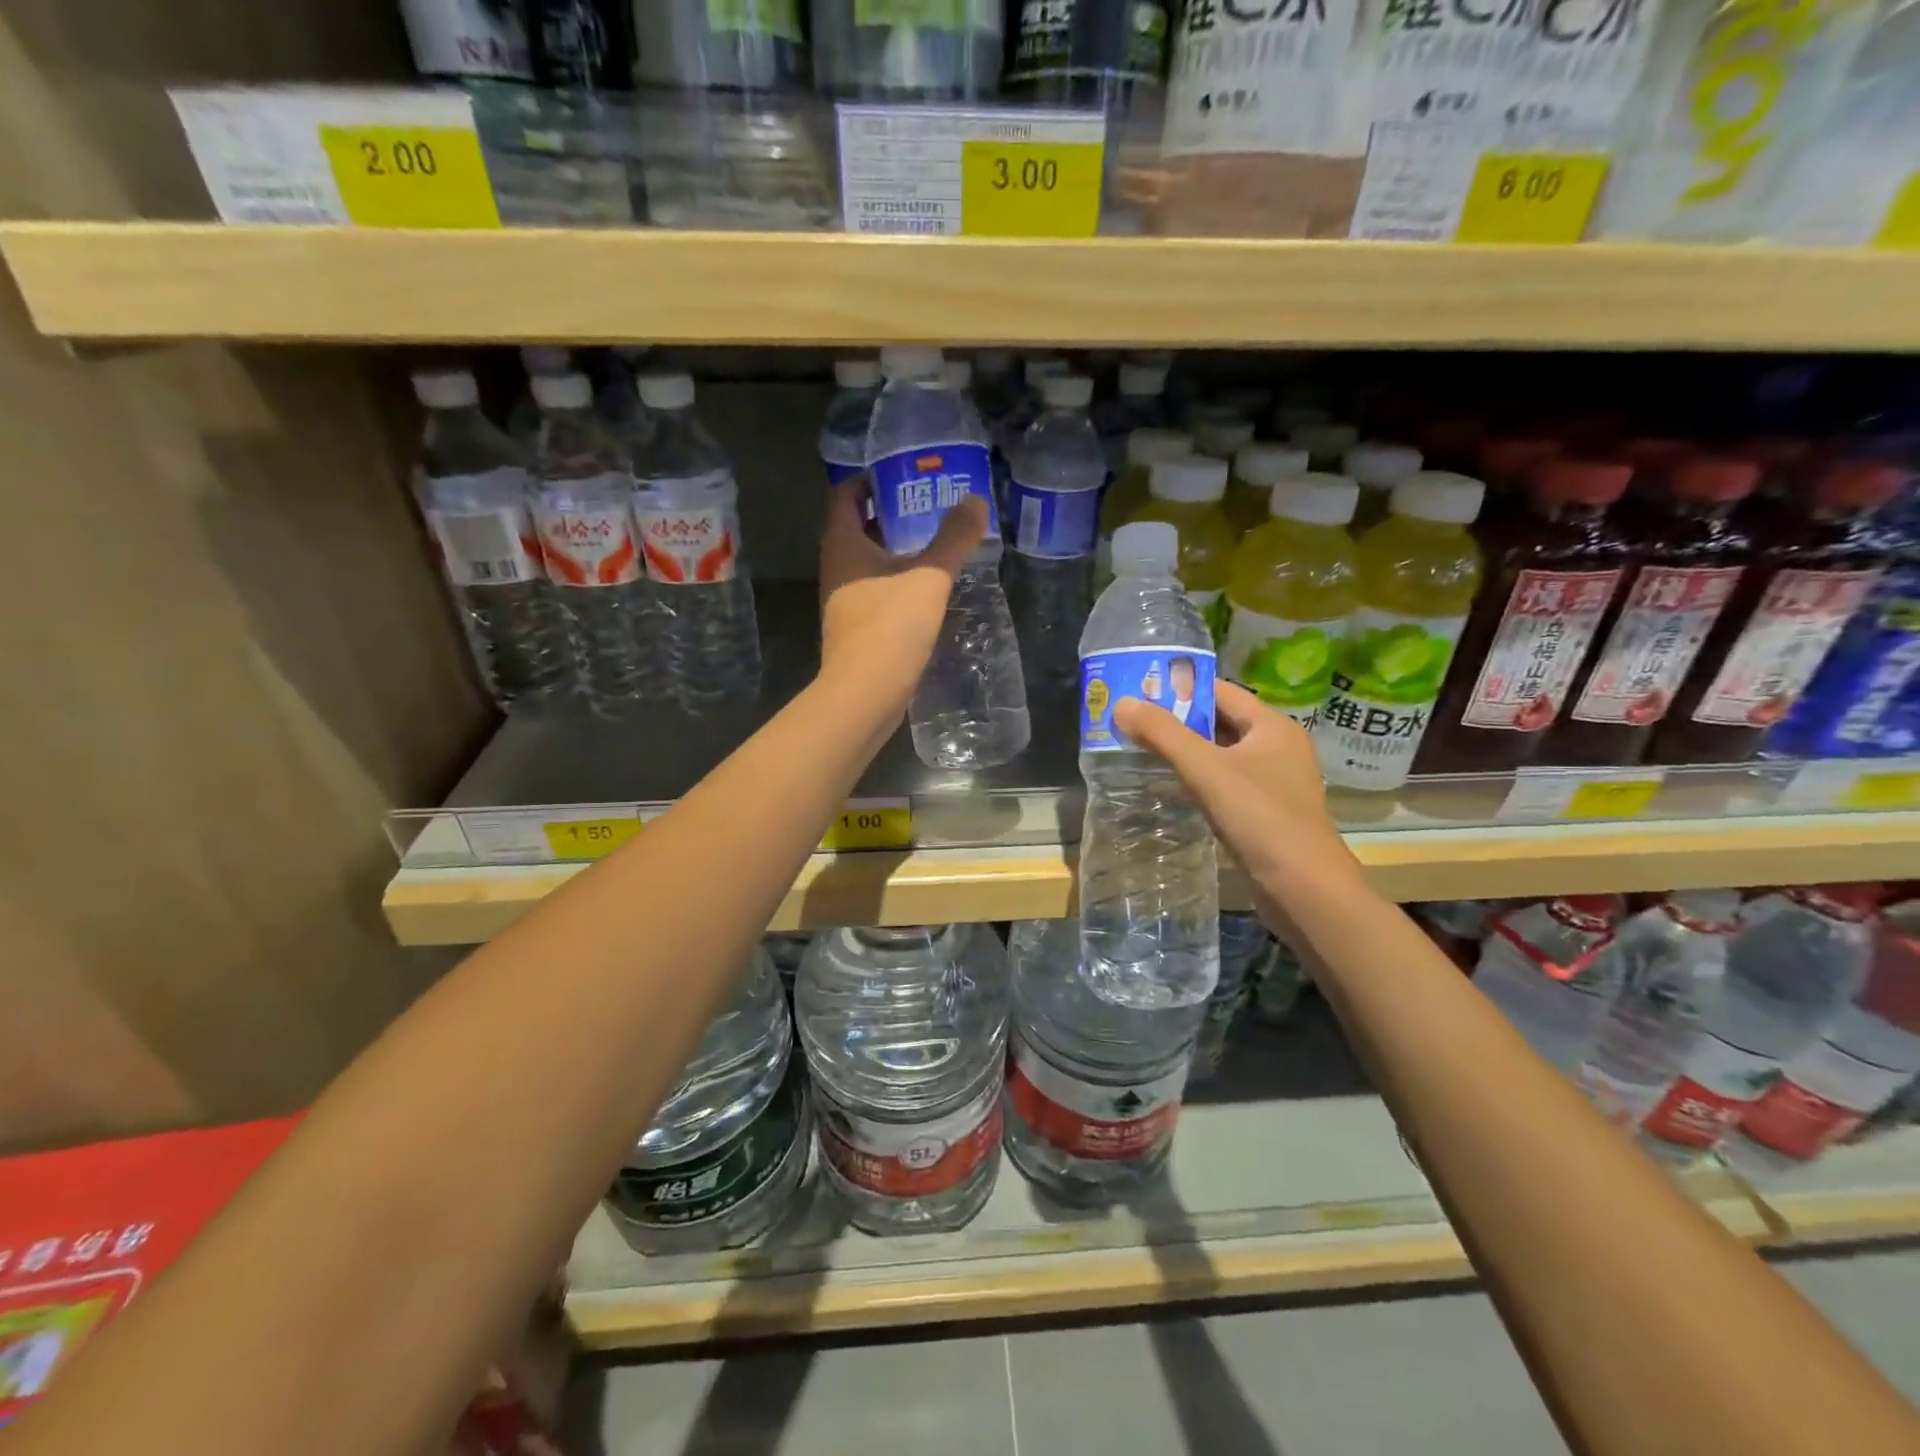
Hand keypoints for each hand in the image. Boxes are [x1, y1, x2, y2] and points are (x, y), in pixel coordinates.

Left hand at [819, 475, 987, 703]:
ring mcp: (842, 599)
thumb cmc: (891, 626)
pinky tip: (925, 586)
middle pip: (857, 527)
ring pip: (867, 561)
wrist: (865, 693)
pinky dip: (896, 579)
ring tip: (934, 541)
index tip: (905, 474)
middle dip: (890, 513)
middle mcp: (835, 567)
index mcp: (843, 544)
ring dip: (895, 549)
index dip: (872, 479)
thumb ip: (954, 538)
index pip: (847, 495)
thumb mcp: (930, 577)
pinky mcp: (855, 627)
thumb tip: (975, 500)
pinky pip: (874, 589)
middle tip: (929, 504)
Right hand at [1113, 682, 1362, 928]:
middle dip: (1178, 720)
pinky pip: (1226, 783)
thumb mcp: (1206, 769)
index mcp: (1272, 727)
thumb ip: (1163, 734)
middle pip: (1221, 722)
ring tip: (1141, 748)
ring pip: (1222, 755)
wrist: (1304, 890)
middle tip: (1133, 718)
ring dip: (1186, 751)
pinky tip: (1169, 787)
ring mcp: (1274, 783)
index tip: (1141, 688)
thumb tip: (1123, 703)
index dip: (1182, 687)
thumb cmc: (1260, 818)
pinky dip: (1198, 779)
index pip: (1222, 692)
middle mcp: (1278, 748)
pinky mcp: (1266, 813)